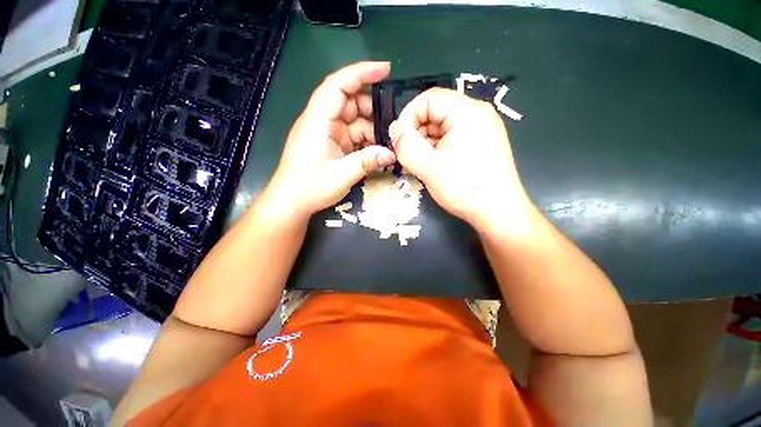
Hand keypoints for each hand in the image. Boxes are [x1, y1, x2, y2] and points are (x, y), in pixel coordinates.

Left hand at [268, 62, 396, 217]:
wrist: (291, 202)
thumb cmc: (309, 187)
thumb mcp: (341, 175)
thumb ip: (367, 162)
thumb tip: (391, 153)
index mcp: (318, 121)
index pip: (338, 85)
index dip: (361, 73)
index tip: (385, 70)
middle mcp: (321, 121)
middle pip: (349, 102)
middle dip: (372, 109)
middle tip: (392, 123)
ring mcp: (326, 133)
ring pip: (353, 120)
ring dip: (370, 129)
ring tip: (388, 141)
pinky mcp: (330, 144)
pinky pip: (351, 135)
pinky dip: (364, 140)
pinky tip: (376, 150)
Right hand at [389, 88, 533, 231]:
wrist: (499, 214)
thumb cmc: (466, 189)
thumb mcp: (429, 168)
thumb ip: (407, 146)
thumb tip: (394, 129)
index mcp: (468, 112)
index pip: (429, 98)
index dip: (408, 116)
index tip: (399, 141)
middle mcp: (476, 114)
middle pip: (435, 112)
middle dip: (416, 132)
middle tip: (408, 156)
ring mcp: (480, 130)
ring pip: (441, 127)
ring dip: (424, 143)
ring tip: (419, 165)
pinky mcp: (479, 144)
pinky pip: (450, 138)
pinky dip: (436, 149)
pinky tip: (432, 166)